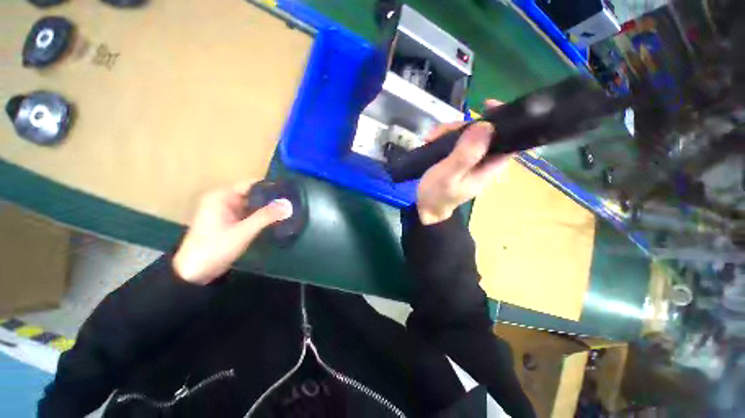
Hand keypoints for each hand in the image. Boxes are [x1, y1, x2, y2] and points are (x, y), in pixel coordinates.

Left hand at [173, 182, 292, 284]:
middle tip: (293, 201)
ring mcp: (227, 212)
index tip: (289, 191)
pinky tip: (276, 219)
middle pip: (253, 194)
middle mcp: (224, 200)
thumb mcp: (243, 231)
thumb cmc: (215, 248)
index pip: (251, 184)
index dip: (270, 186)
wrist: (193, 273)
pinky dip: (261, 216)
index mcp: (222, 197)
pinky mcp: (230, 222)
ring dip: (267, 208)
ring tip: (289, 209)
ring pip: (252, 205)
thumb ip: (266, 216)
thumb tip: (288, 204)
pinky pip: (249, 215)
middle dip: (271, 199)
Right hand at [416, 100, 510, 224]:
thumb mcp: (448, 176)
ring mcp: (472, 159)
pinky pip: (457, 140)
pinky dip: (444, 137)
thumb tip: (486, 126)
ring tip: (430, 138)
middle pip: (484, 132)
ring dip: (449, 132)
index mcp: (491, 166)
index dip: (504, 119)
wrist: (424, 207)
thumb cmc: (436, 195)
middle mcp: (486, 160)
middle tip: (440, 132)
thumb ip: (466, 155)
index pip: (510, 139)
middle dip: (463, 127)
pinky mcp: (459, 158)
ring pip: (468, 134)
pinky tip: (430, 141)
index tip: (488, 105)